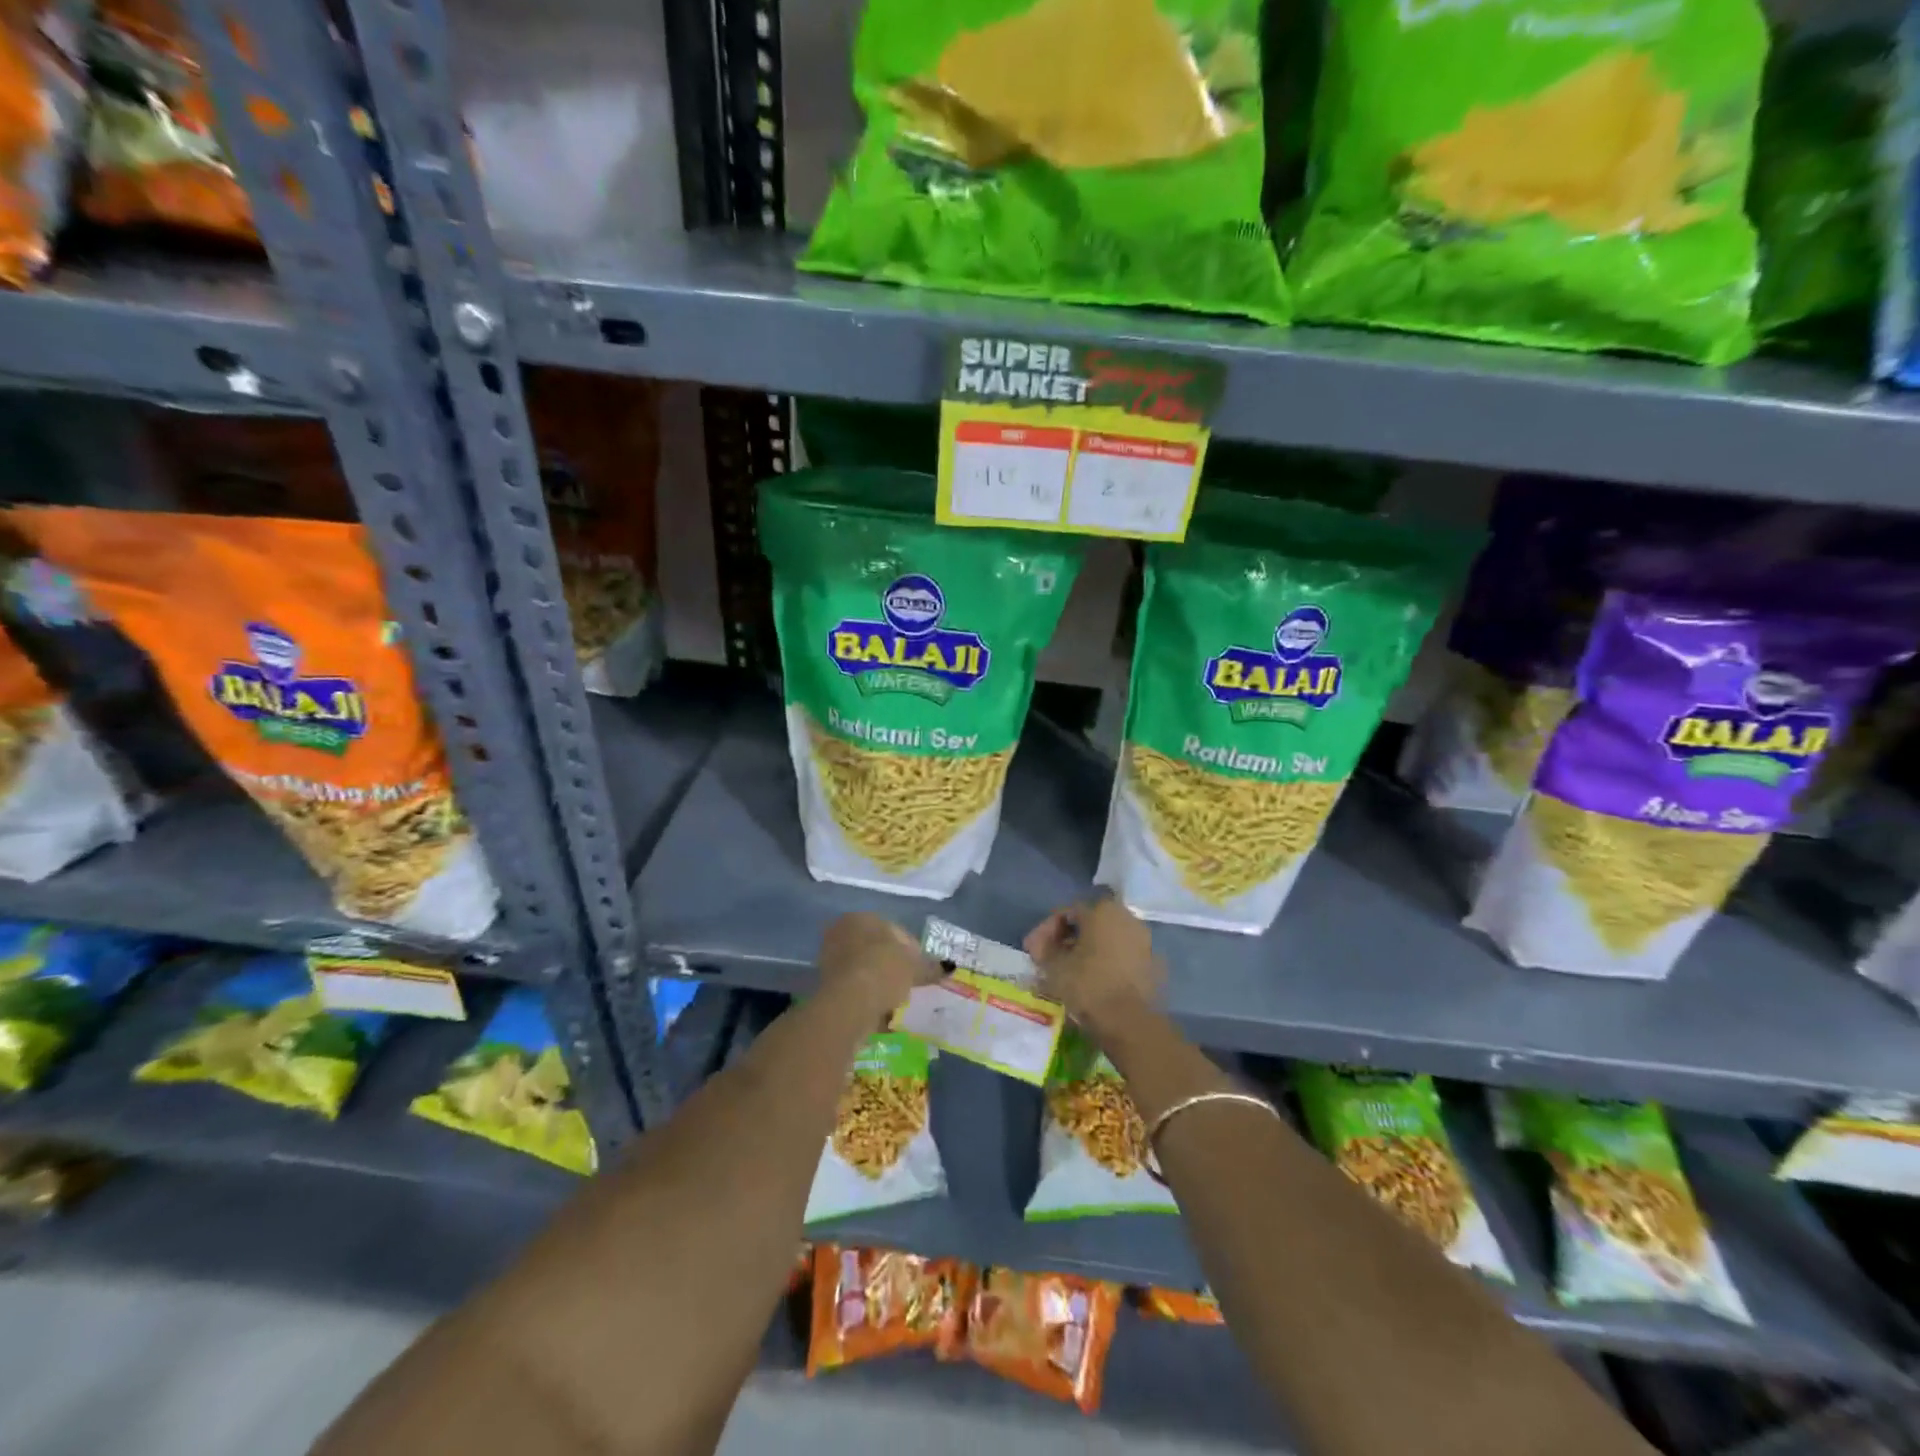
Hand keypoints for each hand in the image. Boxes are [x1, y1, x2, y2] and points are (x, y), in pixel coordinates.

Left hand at [818, 912, 940, 1018]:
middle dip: (893, 966)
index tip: (921, 970)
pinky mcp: (825, 986)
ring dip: (881, 983)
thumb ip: (930, 967)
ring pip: (865, 970)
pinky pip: (855, 989)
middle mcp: (842, 932)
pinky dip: (868, 998)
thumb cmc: (883, 971)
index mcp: (862, 918)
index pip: (895, 930)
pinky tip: (881, 1012)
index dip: (912, 950)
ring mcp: (830, 959)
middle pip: (877, 950)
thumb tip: (949, 967)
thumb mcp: (914, 968)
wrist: (848, 1003)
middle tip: (909, 984)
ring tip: (896, 1001)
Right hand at [1024, 895, 1161, 1032]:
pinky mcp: (1154, 965)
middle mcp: (1127, 917)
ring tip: (1072, 972)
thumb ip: (1044, 949)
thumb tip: (1040, 944)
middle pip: (1090, 923)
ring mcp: (1145, 941)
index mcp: (1102, 910)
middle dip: (1068, 939)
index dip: (1046, 931)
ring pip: (1108, 939)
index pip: (1066, 913)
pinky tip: (1096, 982)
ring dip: (1089, 950)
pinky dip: (1108, 964)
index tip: (1033, 950)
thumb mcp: (1054, 966)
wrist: (1131, 1023)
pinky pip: (1124, 957)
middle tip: (1051, 959)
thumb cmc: (1088, 986)